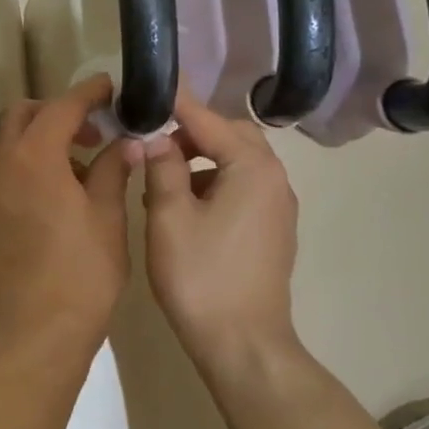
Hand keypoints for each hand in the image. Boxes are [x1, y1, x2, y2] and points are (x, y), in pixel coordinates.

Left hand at [0, 75, 132, 361]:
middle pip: (23, 116)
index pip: (61, 106)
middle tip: (92, 131)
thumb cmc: (83, 272)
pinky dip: (24, 165)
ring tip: (78, 166)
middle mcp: (0, 165)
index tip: (110, 88)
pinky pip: (0, 172)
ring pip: (7, 144)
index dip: (88, 93)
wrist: (37, 330)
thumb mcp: (107, 215)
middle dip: (57, 112)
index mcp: (34, 157)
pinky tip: (53, 193)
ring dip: (38, 139)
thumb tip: (126, 142)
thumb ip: (113, 168)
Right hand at [138, 88, 299, 377]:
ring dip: (201, 160)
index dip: (177, 102)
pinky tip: (182, 209)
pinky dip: (213, 185)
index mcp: (252, 168)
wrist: (242, 343)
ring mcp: (278, 207)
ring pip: (238, 164)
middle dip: (192, 132)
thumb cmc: (201, 276)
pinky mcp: (272, 231)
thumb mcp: (169, 217)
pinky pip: (242, 189)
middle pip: (232, 136)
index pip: (209, 119)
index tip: (151, 84)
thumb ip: (162, 168)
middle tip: (153, 142)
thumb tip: (154, 138)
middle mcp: (275, 179)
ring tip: (160, 181)